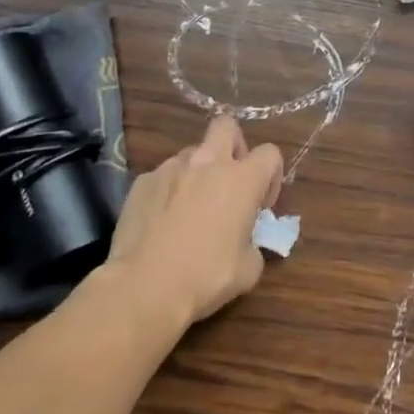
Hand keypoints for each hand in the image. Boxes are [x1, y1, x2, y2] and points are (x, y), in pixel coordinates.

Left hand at [102, 116, 283, 332]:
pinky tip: (162, 222)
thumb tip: (246, 242)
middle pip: (226, 126)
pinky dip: (169, 191)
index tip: (261, 205)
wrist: (145, 287)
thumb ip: (254, 244)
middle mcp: (208, 162)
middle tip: (230, 181)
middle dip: (233, 146)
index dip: (271, 176)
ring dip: (198, 172)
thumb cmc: (206, 276)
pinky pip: (163, 176)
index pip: (270, 153)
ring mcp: (171, 168)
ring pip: (192, 153)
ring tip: (191, 208)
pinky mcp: (142, 181)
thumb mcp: (249, 269)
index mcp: (242, 179)